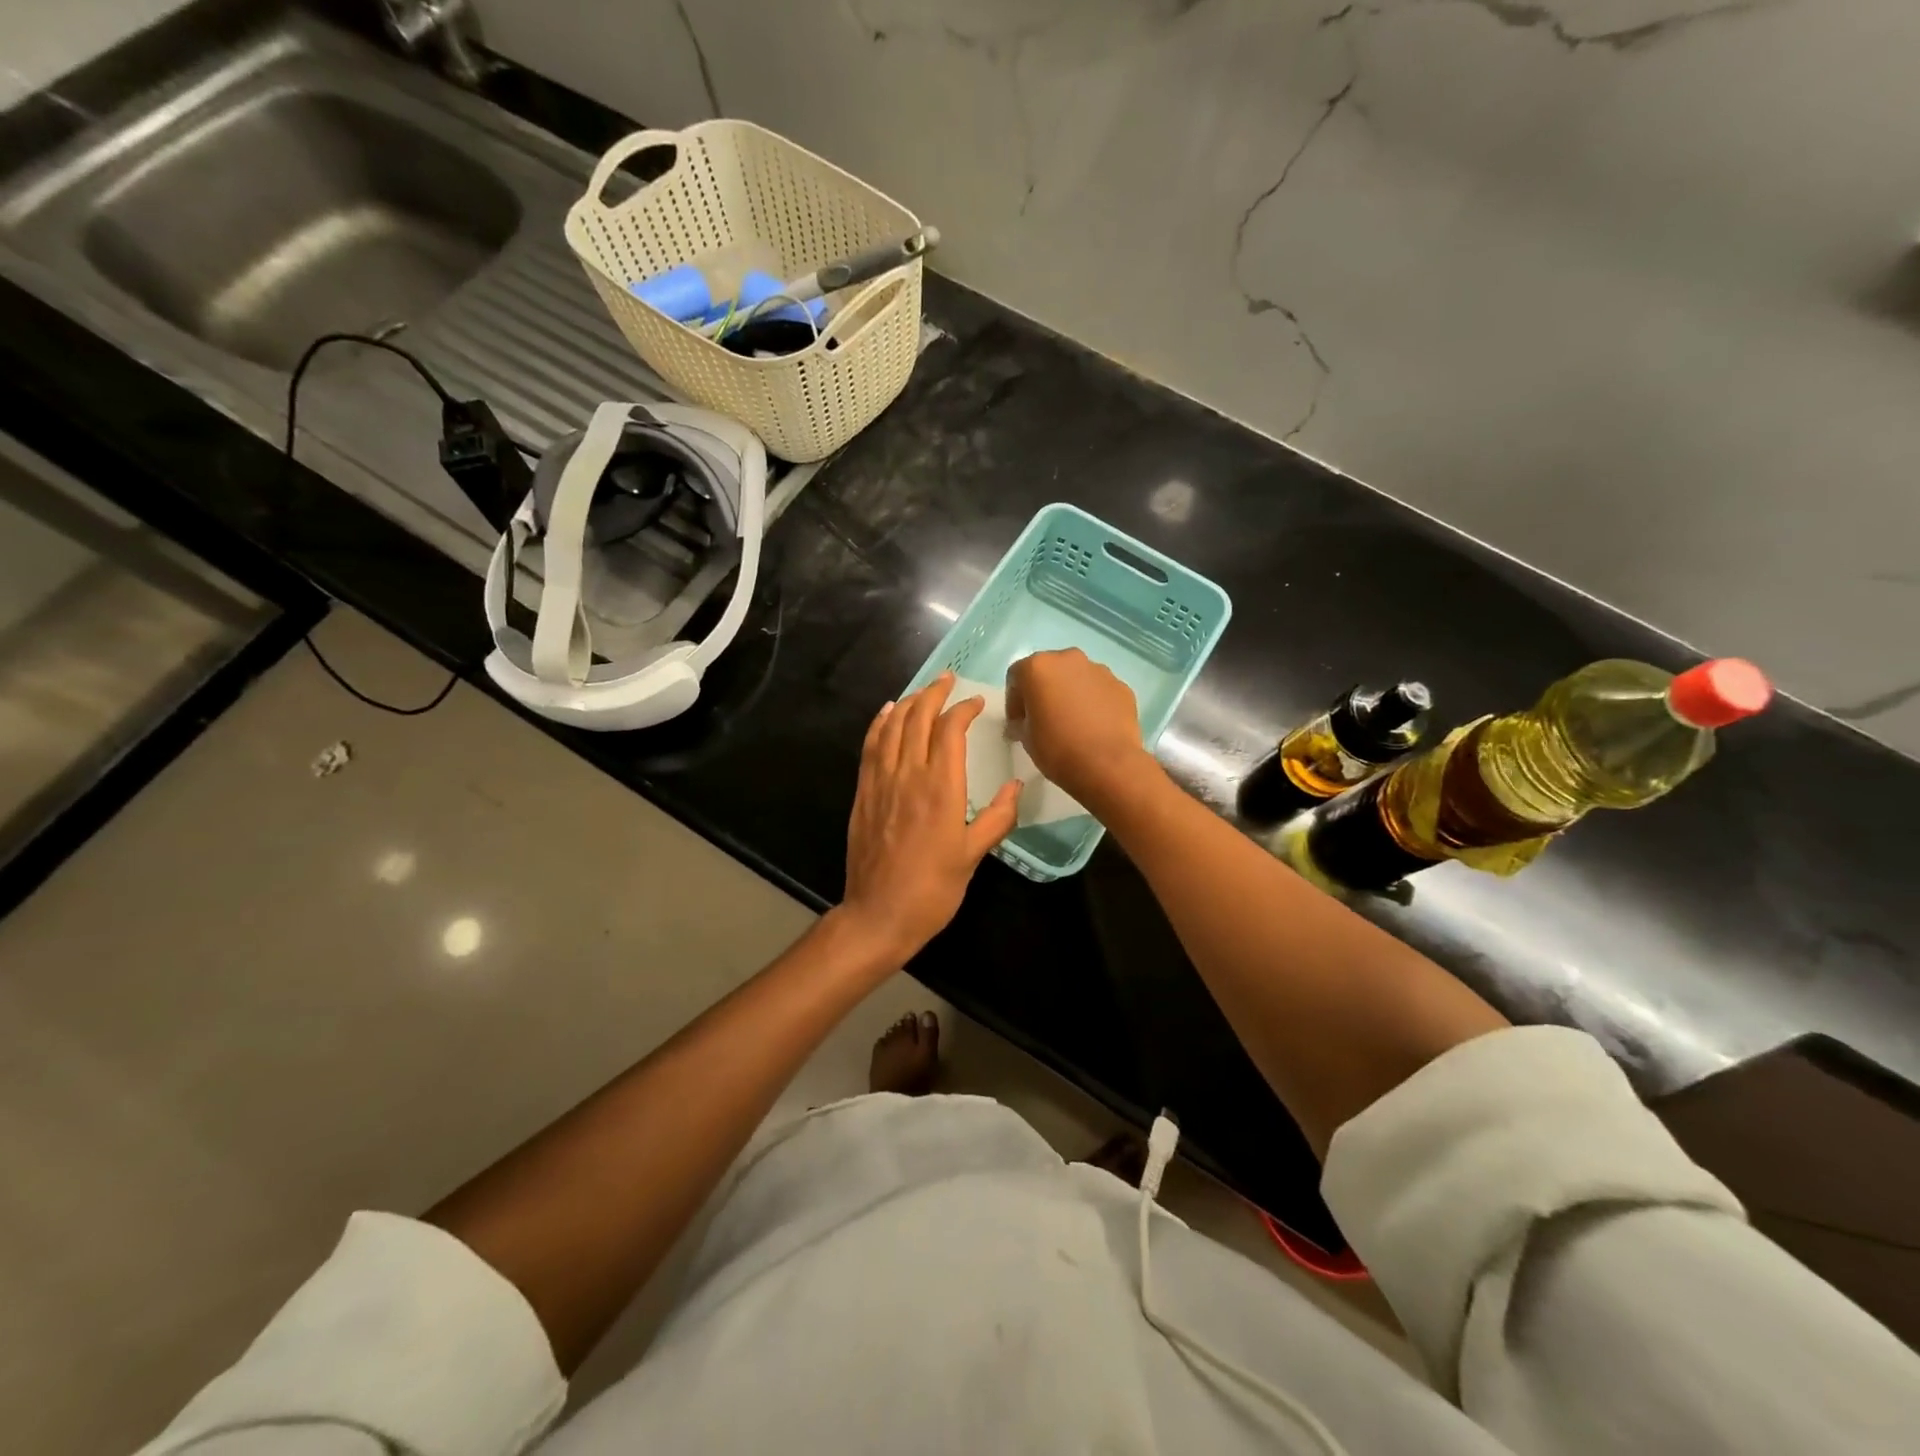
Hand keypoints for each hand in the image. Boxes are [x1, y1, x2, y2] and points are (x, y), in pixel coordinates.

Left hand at [840, 673, 1020, 962]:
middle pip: (918, 718)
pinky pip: (870, 746)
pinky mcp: (863, 793)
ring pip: (892, 727)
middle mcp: (909, 775)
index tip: (976, 703)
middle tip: (948, 679)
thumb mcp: (973, 856)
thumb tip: (1017, 785)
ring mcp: (881, 781)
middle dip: (934, 693)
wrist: (878, 914)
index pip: (950, 730)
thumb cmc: (933, 890)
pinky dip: (879, 724)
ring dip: (908, 702)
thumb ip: (997, 817)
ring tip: (922, 690)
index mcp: (941, 788)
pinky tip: (886, 713)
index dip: (963, 709)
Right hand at [1005, 649, 1150, 804]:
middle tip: (1045, 719)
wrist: (1108, 765)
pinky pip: (1099, 690)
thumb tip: (1024, 723)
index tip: (1019, 723)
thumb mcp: (1025, 738)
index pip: (1017, 677)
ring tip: (1073, 723)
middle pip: (1049, 671)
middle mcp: (1068, 659)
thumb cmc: (1058, 749)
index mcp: (1038, 667)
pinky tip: (1095, 727)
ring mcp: (1098, 670)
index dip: (1014, 701)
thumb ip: (1021, 722)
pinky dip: (1094, 702)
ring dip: (1070, 694)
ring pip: (1077, 678)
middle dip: (1044, 691)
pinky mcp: (1121, 686)